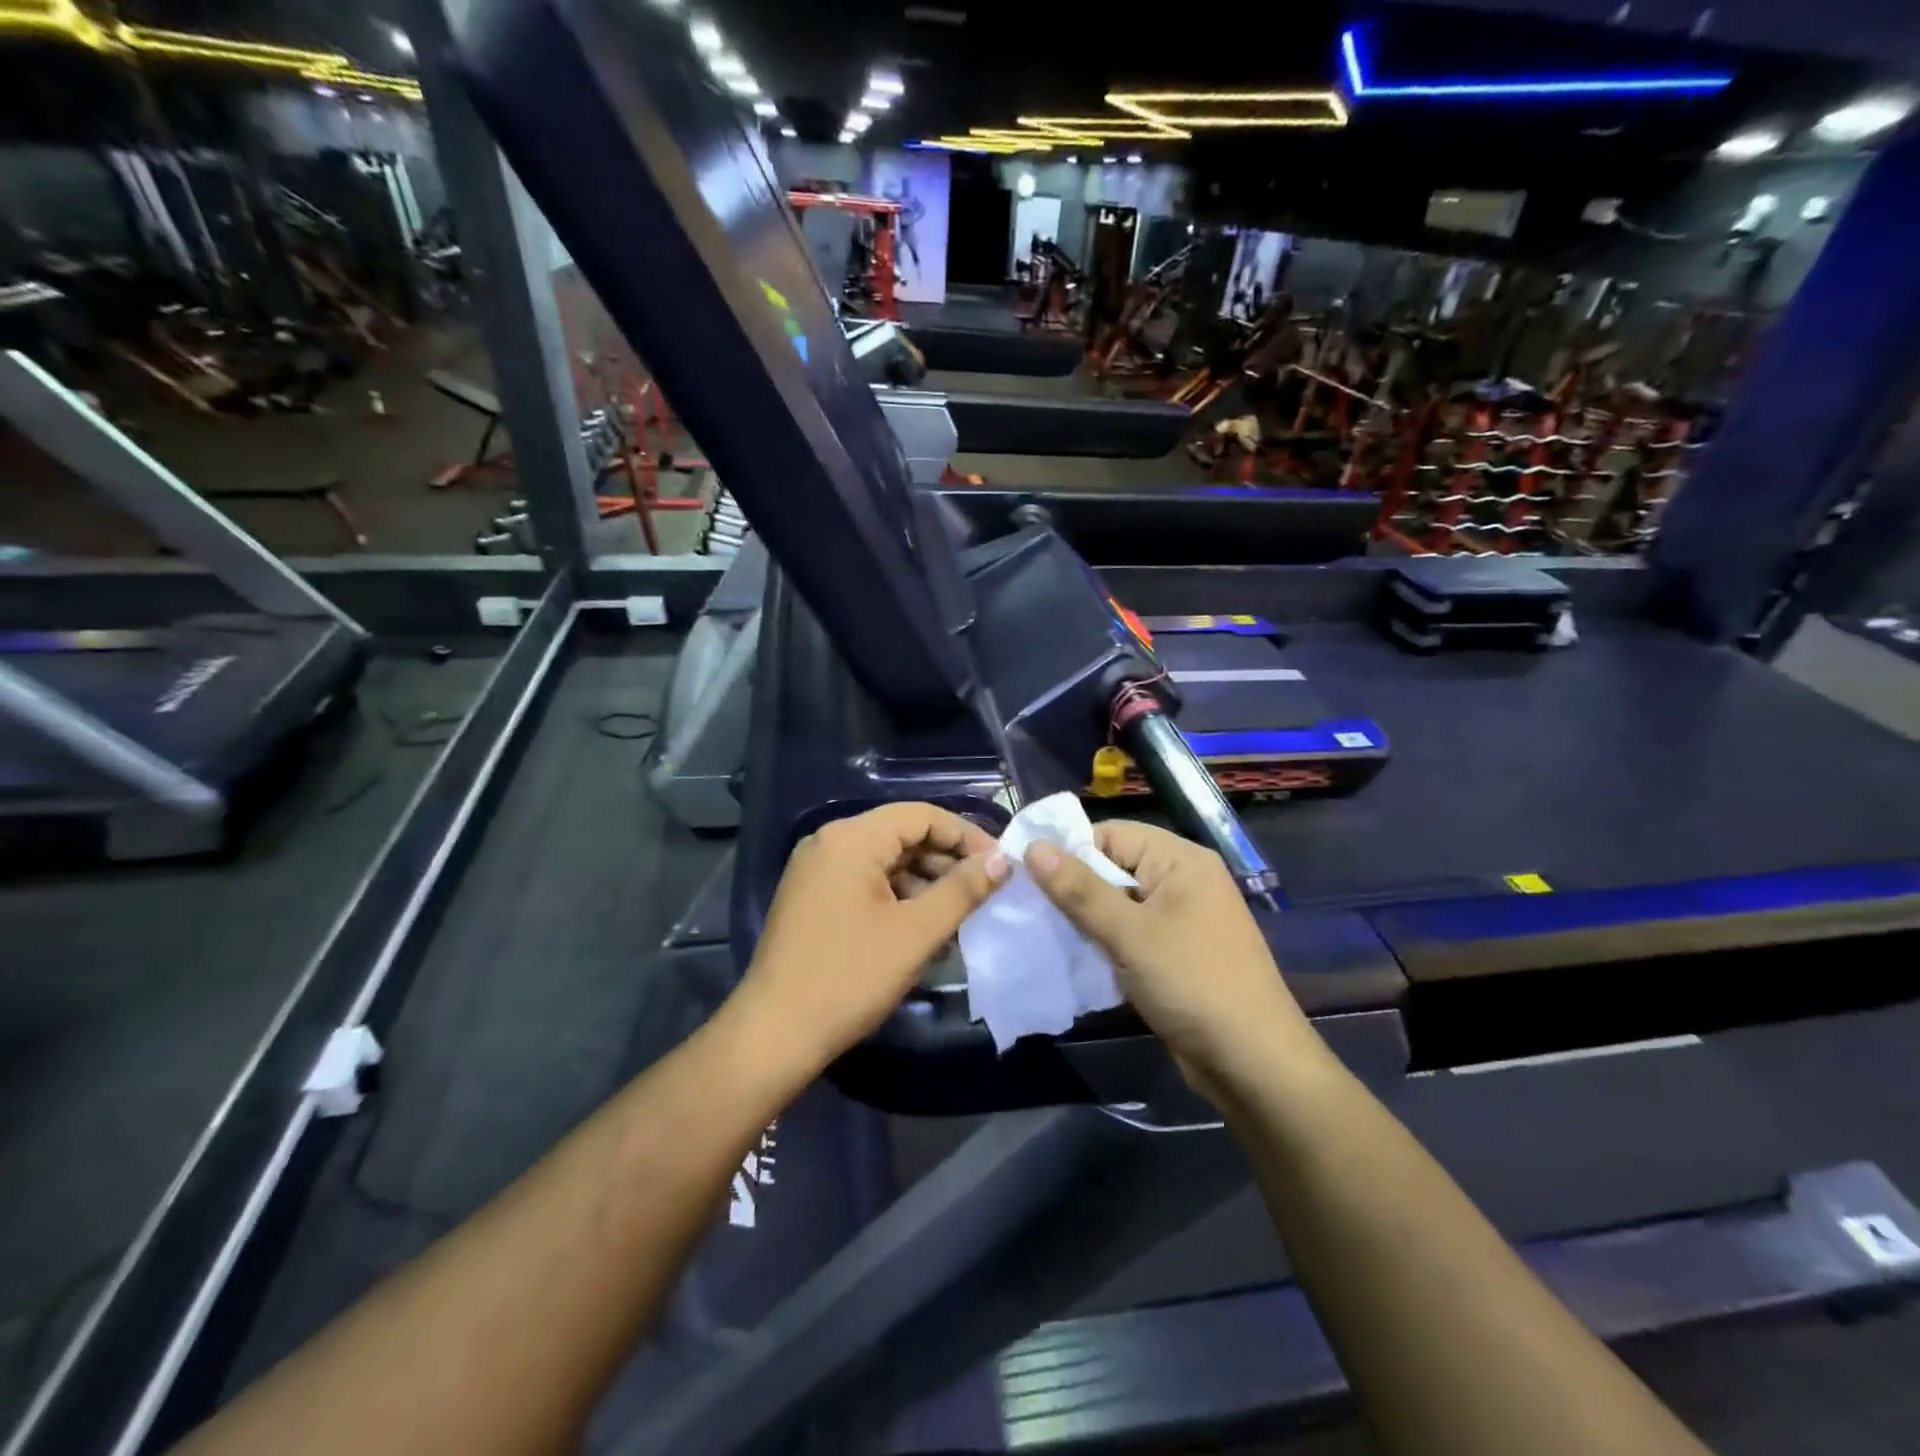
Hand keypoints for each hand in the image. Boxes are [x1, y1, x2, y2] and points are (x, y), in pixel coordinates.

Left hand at [740, 802, 1009, 1071]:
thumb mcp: (916, 934)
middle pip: (903, 835)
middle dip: (948, 862)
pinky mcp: (814, 897)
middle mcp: (830, 843)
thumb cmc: (849, 978)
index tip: (1000, 866)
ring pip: (887, 861)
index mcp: (851, 839)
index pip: (922, 815)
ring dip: (927, 884)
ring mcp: (818, 870)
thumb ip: (963, 890)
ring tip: (961, 918)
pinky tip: (925, 931)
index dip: (966, 836)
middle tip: (986, 894)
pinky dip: (900, 899)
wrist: (774, 1035)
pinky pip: (867, 883)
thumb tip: (1002, 859)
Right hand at [1024, 821, 1313, 1085]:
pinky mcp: (1176, 952)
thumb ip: (1079, 889)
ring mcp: (1181, 919)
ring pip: (1118, 903)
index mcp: (1180, 860)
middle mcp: (1182, 881)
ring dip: (1085, 918)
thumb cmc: (1192, 982)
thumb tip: (1033, 847)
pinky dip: (1104, 941)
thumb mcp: (1128, 933)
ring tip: (1042, 931)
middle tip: (1027, 906)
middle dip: (1073, 887)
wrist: (1252, 1062)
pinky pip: (1130, 933)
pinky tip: (1073, 956)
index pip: (1111, 834)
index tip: (1025, 873)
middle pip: (1114, 867)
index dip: (1068, 849)